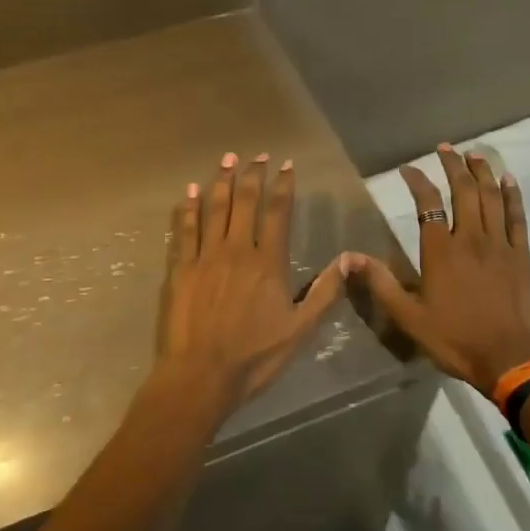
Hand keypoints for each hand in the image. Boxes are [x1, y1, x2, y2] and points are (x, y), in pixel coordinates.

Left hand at [151, 152, 347, 419]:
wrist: (200, 375)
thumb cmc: (254, 357)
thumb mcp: (300, 330)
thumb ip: (325, 292)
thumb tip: (348, 258)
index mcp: (268, 263)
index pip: (278, 213)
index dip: (283, 186)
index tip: (286, 165)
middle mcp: (236, 250)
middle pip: (245, 202)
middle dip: (252, 175)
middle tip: (256, 154)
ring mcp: (205, 257)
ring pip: (214, 209)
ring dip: (221, 181)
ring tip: (226, 159)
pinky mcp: (181, 269)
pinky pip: (184, 230)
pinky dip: (188, 208)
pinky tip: (189, 191)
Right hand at [346, 144, 529, 396]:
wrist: (510, 358)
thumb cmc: (455, 338)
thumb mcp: (408, 316)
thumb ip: (380, 283)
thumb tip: (348, 257)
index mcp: (441, 251)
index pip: (428, 205)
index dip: (417, 182)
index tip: (409, 168)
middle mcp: (470, 238)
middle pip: (463, 191)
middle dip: (453, 165)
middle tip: (445, 149)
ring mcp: (500, 245)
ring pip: (491, 197)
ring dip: (482, 172)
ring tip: (475, 154)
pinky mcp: (522, 255)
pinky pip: (516, 218)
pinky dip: (512, 196)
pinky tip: (509, 181)